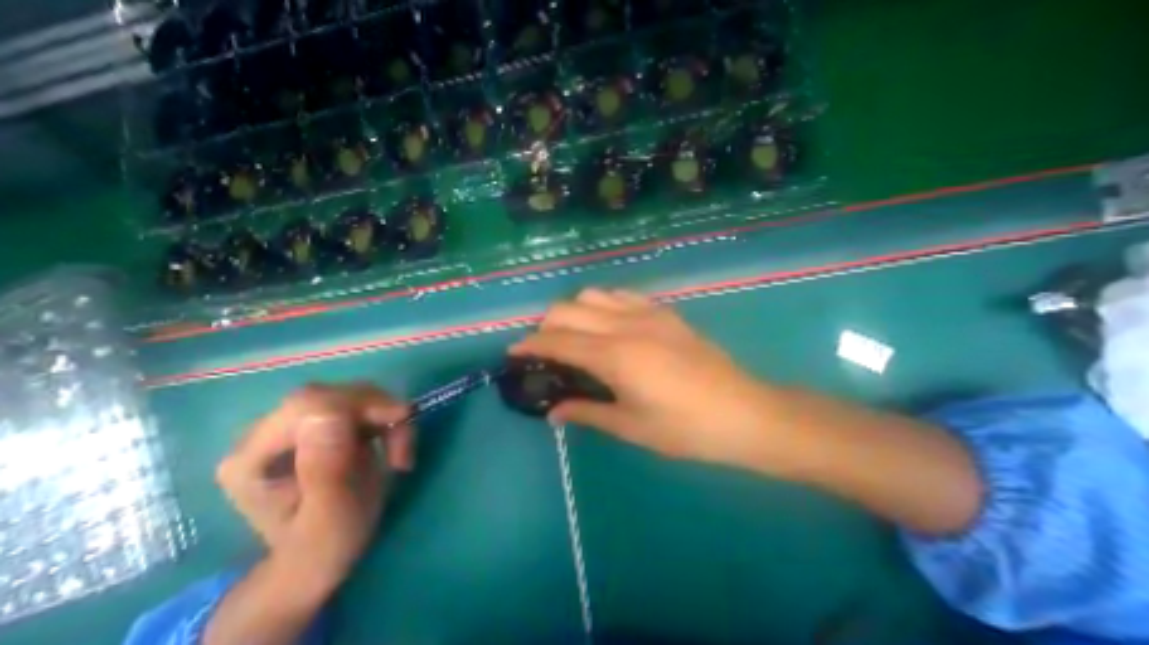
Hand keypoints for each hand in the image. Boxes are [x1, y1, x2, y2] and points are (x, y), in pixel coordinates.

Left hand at [211, 381, 414, 596]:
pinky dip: (388, 421)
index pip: (308, 404)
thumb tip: (329, 414)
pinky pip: (365, 404)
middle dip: (379, 412)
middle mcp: (268, 434)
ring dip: (388, 418)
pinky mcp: (324, 424)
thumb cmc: (324, 546)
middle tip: (402, 447)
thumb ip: (326, 470)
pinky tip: (393, 445)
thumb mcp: (331, 517)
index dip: (359, 402)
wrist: (319, 557)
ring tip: (399, 454)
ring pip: (355, 395)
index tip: (400, 419)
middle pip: (335, 394)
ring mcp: (298, 426)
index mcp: (253, 458)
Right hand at [509, 287, 770, 469]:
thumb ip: (587, 412)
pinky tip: (607, 324)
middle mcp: (626, 325)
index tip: (512, 351)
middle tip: (544, 349)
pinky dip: (603, 304)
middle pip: (568, 309)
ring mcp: (647, 313)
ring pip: (593, 294)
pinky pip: (622, 295)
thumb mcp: (631, 427)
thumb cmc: (686, 429)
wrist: (744, 412)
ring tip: (575, 336)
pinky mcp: (664, 312)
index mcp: (615, 356)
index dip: (530, 344)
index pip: (558, 342)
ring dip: (574, 311)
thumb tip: (552, 412)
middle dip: (546, 325)